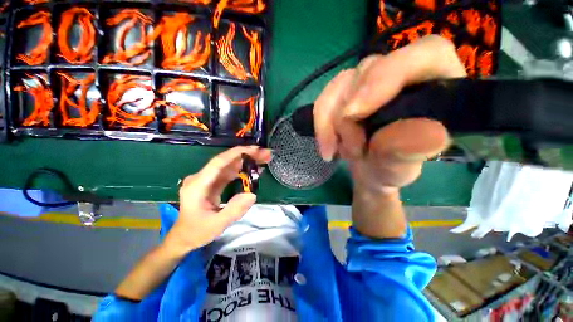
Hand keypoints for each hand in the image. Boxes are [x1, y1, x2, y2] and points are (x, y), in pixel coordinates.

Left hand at [164, 146, 271, 253]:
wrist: (184, 237)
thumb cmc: (197, 231)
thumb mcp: (217, 225)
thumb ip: (234, 210)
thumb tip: (252, 194)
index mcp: (198, 185)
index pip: (218, 163)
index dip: (237, 154)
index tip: (255, 150)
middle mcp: (201, 177)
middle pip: (226, 161)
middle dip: (247, 155)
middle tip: (265, 154)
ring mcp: (207, 179)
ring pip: (229, 165)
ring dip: (247, 161)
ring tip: (264, 158)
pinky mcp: (212, 182)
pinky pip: (229, 172)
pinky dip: (242, 169)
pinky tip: (254, 169)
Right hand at [314, 36, 466, 237]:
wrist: (370, 174)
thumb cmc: (391, 173)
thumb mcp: (402, 167)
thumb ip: (411, 150)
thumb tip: (424, 132)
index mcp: (435, 87)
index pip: (423, 54)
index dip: (388, 76)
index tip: (360, 112)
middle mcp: (403, 78)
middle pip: (367, 70)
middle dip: (347, 111)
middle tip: (346, 146)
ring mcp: (372, 85)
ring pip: (340, 84)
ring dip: (330, 119)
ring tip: (336, 148)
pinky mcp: (350, 97)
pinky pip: (328, 96)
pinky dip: (322, 119)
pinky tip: (329, 142)